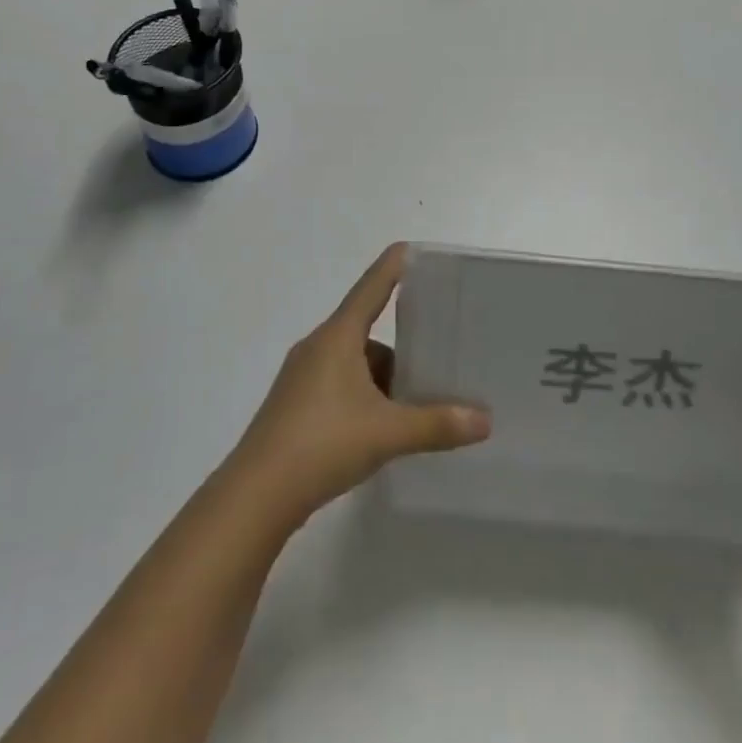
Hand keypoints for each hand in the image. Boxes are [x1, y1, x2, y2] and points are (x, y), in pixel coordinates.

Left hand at [228, 244, 490, 528]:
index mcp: (338, 337)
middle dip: (399, 347)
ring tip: (411, 408)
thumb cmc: (323, 443)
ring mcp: (301, 378)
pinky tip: (378, 430)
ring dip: (380, 379)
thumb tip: (485, 420)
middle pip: (365, 331)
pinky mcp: (293, 407)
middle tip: (434, 360)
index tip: (409, 248)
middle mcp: (317, 348)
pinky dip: (362, 398)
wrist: (256, 495)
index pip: (371, 288)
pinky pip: (337, 386)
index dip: (392, 267)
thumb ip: (437, 424)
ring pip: (352, 364)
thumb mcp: (388, 433)